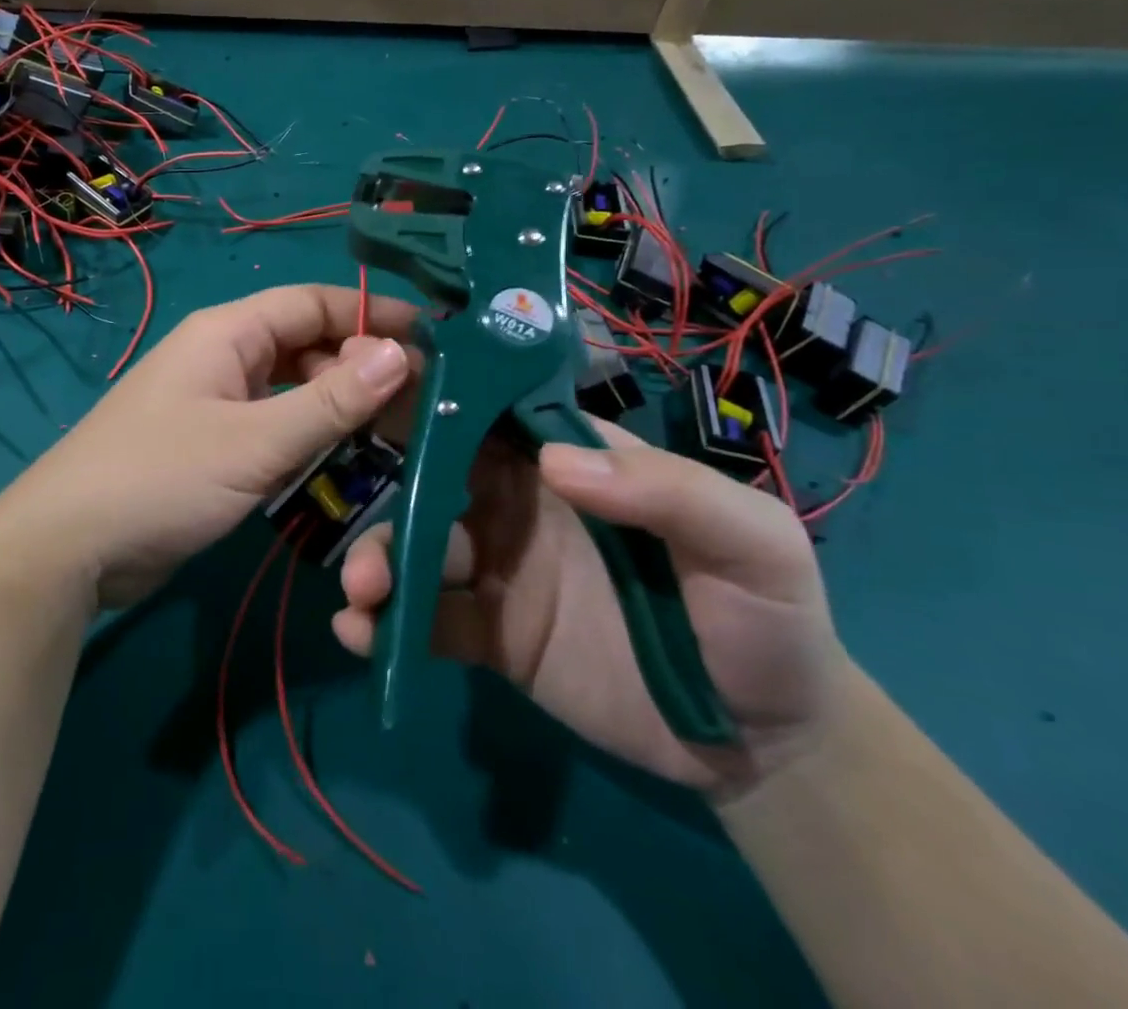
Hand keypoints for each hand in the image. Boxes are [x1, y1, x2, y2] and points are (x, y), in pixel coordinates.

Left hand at [0, 285, 417, 610]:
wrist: (70, 546)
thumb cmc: (162, 477)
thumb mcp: (255, 441)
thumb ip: (330, 402)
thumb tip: (400, 354)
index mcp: (228, 333)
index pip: (313, 304)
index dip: (371, 315)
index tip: (432, 339)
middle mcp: (224, 358)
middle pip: (307, 347)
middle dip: (361, 370)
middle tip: (421, 406)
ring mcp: (216, 403)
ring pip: (294, 391)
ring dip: (339, 410)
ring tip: (395, 440)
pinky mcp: (212, 446)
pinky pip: (274, 429)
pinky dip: (310, 441)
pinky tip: (344, 466)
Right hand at [331, 423, 848, 797]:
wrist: (763, 743)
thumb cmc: (767, 616)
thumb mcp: (752, 541)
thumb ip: (669, 492)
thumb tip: (551, 462)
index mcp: (568, 461)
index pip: (491, 410)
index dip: (435, 394)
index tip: (373, 384)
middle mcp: (519, 504)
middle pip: (434, 476)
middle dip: (390, 482)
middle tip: (361, 496)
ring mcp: (499, 569)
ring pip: (419, 547)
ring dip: (380, 559)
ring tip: (362, 591)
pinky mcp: (489, 633)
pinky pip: (427, 620)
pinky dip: (388, 624)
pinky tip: (363, 636)